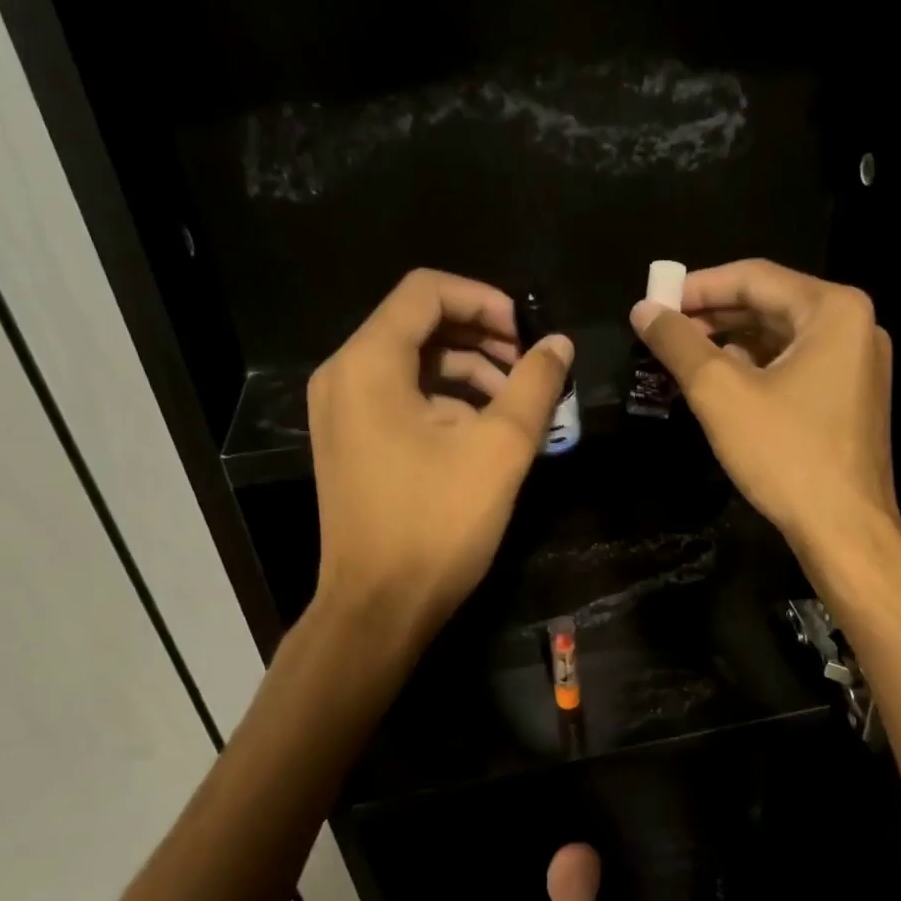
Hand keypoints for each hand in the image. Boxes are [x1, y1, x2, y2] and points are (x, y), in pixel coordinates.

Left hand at [309, 269, 572, 646]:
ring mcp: (342, 414)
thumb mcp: (499, 450)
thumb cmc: (436, 524)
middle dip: (482, 337)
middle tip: (530, 367)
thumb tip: (558, 344)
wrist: (378, 607)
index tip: (528, 334)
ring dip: (468, 373)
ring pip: (412, 366)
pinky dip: (444, 403)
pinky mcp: (351, 446)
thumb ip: (534, 386)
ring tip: (517, 405)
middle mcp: (344, 377)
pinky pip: (400, 401)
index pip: (426, 292)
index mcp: (369, 364)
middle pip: (418, 325)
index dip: (485, 299)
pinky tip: (483, 434)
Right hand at [629, 260, 900, 572]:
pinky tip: (723, 385)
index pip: (754, 277)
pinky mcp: (851, 399)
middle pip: (771, 305)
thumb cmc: (785, 454)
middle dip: (713, 316)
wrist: (844, 529)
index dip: (698, 286)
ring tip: (684, 358)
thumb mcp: (721, 393)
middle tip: (664, 331)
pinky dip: (757, 369)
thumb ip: (679, 344)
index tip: (655, 302)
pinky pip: (796, 367)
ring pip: (782, 339)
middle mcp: (855, 327)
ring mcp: (858, 365)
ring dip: (732, 343)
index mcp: (834, 310)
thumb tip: (644, 310)